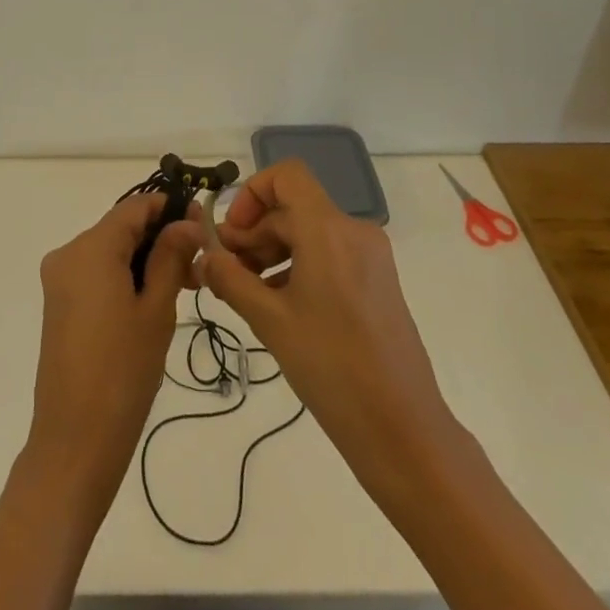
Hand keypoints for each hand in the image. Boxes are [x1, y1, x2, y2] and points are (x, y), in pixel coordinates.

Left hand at [24, 194, 203, 510]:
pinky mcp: (59, 302)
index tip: (204, 225)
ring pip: (110, 251)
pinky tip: (152, 301)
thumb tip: (187, 222)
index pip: (135, 206)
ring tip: (184, 287)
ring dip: (146, 259)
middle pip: (121, 227)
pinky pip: (96, 272)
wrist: (75, 441)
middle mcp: (69, 252)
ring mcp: (60, 278)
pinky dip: (125, 276)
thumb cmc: (123, 371)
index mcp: (91, 247)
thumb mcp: (156, 310)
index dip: (171, 208)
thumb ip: (170, 257)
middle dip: (161, 238)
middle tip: (199, 265)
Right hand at [200, 160, 456, 473]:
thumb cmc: (333, 369)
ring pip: (308, 233)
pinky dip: (298, 267)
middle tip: (226, 272)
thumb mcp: (271, 322)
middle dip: (254, 233)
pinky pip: (328, 255)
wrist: (405, 433)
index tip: (232, 235)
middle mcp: (353, 231)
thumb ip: (231, 280)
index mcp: (329, 230)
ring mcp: (370, 257)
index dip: (252, 194)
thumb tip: (204, 256)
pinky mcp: (377, 281)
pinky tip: (278, 306)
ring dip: (272, 252)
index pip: (286, 176)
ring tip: (247, 293)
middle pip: (292, 209)